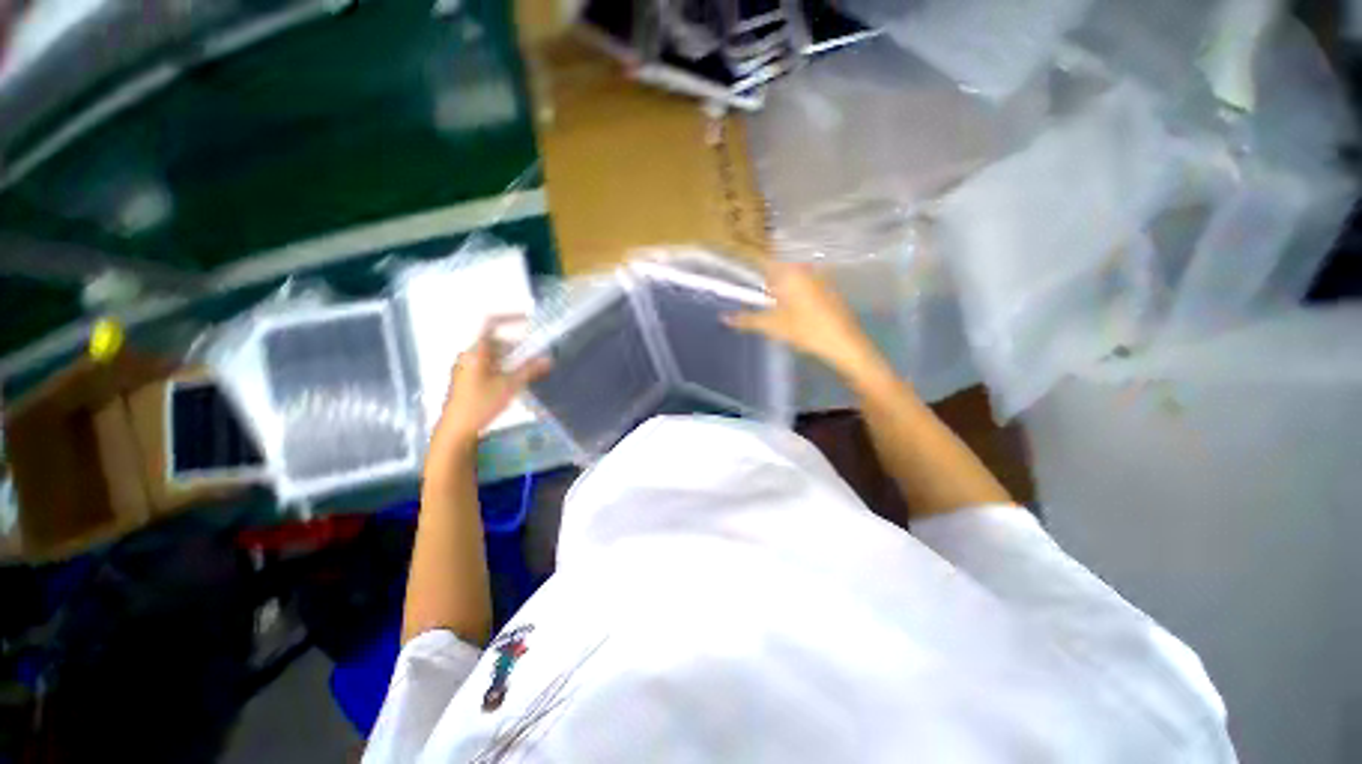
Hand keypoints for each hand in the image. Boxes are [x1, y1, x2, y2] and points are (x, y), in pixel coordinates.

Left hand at [433, 317, 549, 451]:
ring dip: (512, 358)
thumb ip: (530, 370)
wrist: (456, 430)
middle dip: (517, 345)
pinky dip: (504, 367)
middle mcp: (469, 355)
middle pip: (496, 341)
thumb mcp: (509, 386)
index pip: (491, 324)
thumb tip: (548, 359)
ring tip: (528, 370)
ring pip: (493, 354)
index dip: (510, 318)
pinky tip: (514, 380)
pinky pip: (489, 365)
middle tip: (535, 354)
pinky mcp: (468, 379)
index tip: (529, 319)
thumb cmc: (480, 404)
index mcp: (475, 351)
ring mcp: (467, 368)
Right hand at [725, 262, 881, 379]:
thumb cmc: (806, 330)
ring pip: (790, 273)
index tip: (735, 266)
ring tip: (766, 298)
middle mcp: (804, 267)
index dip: (748, 260)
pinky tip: (788, 304)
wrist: (844, 343)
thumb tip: (724, 317)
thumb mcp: (772, 326)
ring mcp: (818, 275)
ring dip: (777, 282)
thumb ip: (746, 319)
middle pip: (776, 265)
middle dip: (762, 275)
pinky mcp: (827, 286)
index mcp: (790, 271)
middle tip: (749, 288)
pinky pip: (802, 281)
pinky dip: (791, 288)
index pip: (763, 258)